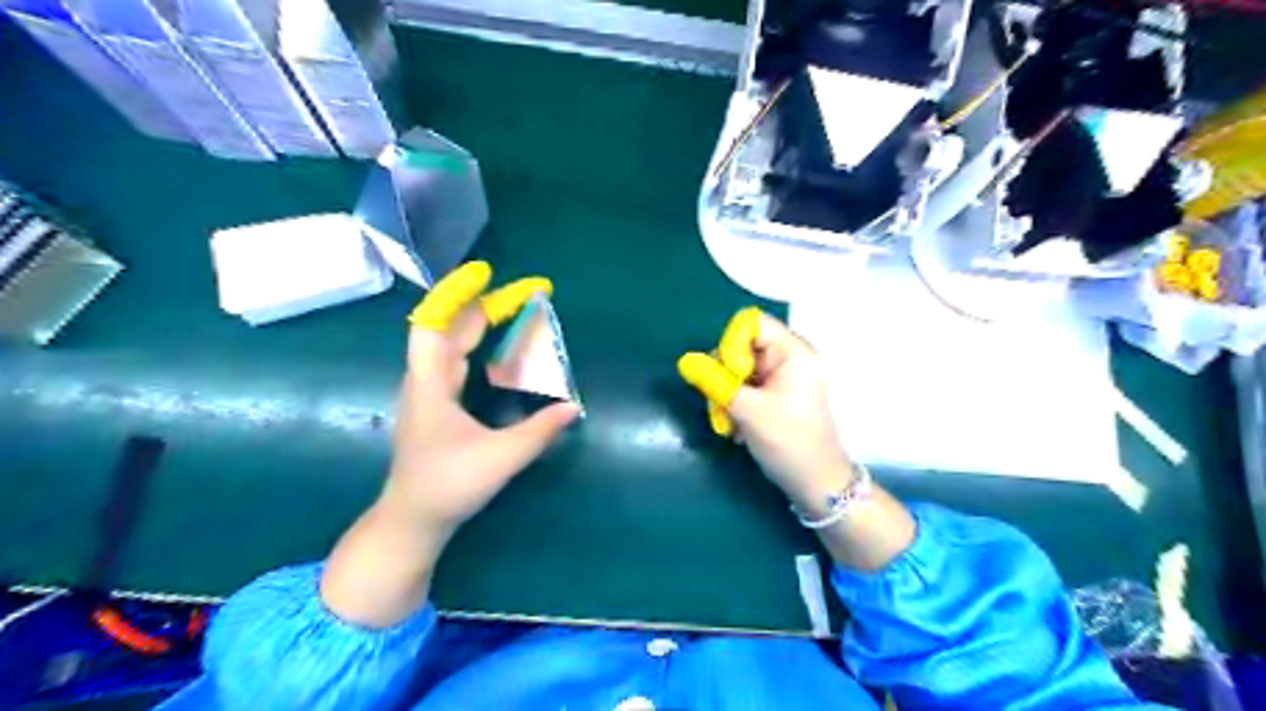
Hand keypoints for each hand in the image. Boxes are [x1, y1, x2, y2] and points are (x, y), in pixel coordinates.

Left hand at [387, 263, 582, 535]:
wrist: (412, 520)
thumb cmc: (448, 486)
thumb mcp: (501, 458)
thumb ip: (539, 431)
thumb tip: (573, 407)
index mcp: (431, 384)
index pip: (434, 324)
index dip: (457, 295)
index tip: (486, 274)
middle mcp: (425, 380)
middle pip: (450, 328)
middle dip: (486, 306)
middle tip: (526, 295)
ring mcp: (428, 392)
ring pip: (451, 344)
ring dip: (481, 324)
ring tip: (515, 312)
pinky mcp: (436, 405)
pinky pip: (455, 361)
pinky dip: (477, 345)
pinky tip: (497, 350)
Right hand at [678, 311, 854, 516]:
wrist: (817, 484)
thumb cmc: (789, 442)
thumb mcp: (748, 411)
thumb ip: (714, 382)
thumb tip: (685, 361)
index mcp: (793, 352)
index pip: (751, 324)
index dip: (731, 345)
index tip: (728, 376)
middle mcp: (789, 357)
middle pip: (741, 348)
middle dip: (724, 376)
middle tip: (720, 406)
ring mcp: (783, 377)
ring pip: (739, 371)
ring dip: (727, 395)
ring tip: (728, 423)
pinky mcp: (777, 395)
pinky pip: (747, 388)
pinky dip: (736, 404)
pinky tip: (736, 428)